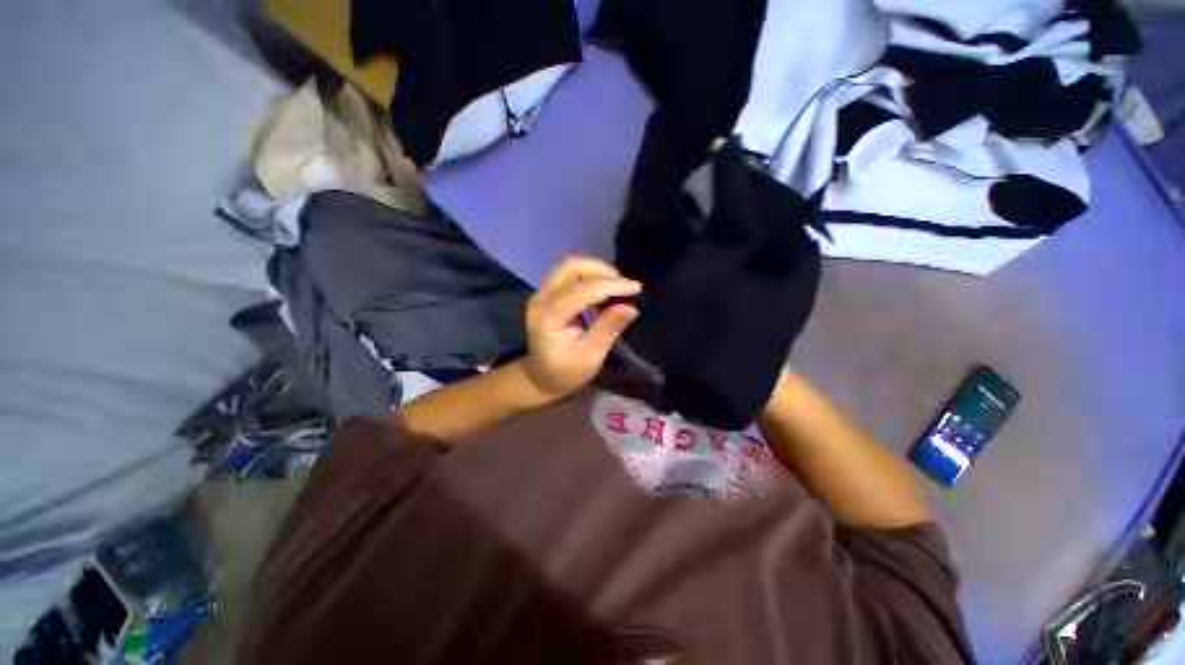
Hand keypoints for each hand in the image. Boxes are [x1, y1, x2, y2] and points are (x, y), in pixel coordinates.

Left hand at [522, 256, 640, 400]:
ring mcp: (541, 294)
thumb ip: (608, 330)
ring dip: (596, 271)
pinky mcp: (547, 293)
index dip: (610, 285)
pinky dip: (590, 276)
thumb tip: (631, 307)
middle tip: (624, 286)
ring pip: (570, 266)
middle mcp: (541, 299)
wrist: (540, 377)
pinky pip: (569, 274)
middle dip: (602, 271)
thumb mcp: (590, 357)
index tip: (637, 288)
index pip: (581, 290)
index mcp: (548, 317)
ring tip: (616, 287)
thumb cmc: (565, 373)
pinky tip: (603, 290)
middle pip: (570, 266)